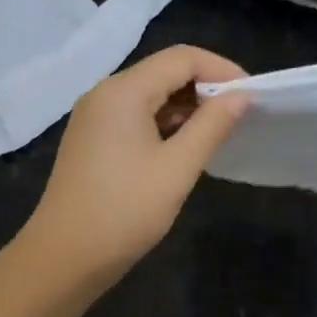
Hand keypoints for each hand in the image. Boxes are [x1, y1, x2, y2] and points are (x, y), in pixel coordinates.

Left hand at [20, 46, 250, 286]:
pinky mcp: (92, 142)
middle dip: (204, 88)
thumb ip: (212, 125)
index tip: (252, 97)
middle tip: (238, 118)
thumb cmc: (124, 211)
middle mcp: (104, 94)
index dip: (222, 70)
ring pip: (149, 96)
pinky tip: (183, 149)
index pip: (182, 58)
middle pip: (163, 72)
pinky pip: (134, 118)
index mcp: (123, 91)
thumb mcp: (177, 168)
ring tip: (217, 135)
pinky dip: (163, 125)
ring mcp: (94, 119)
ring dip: (185, 109)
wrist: (64, 258)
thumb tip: (241, 96)